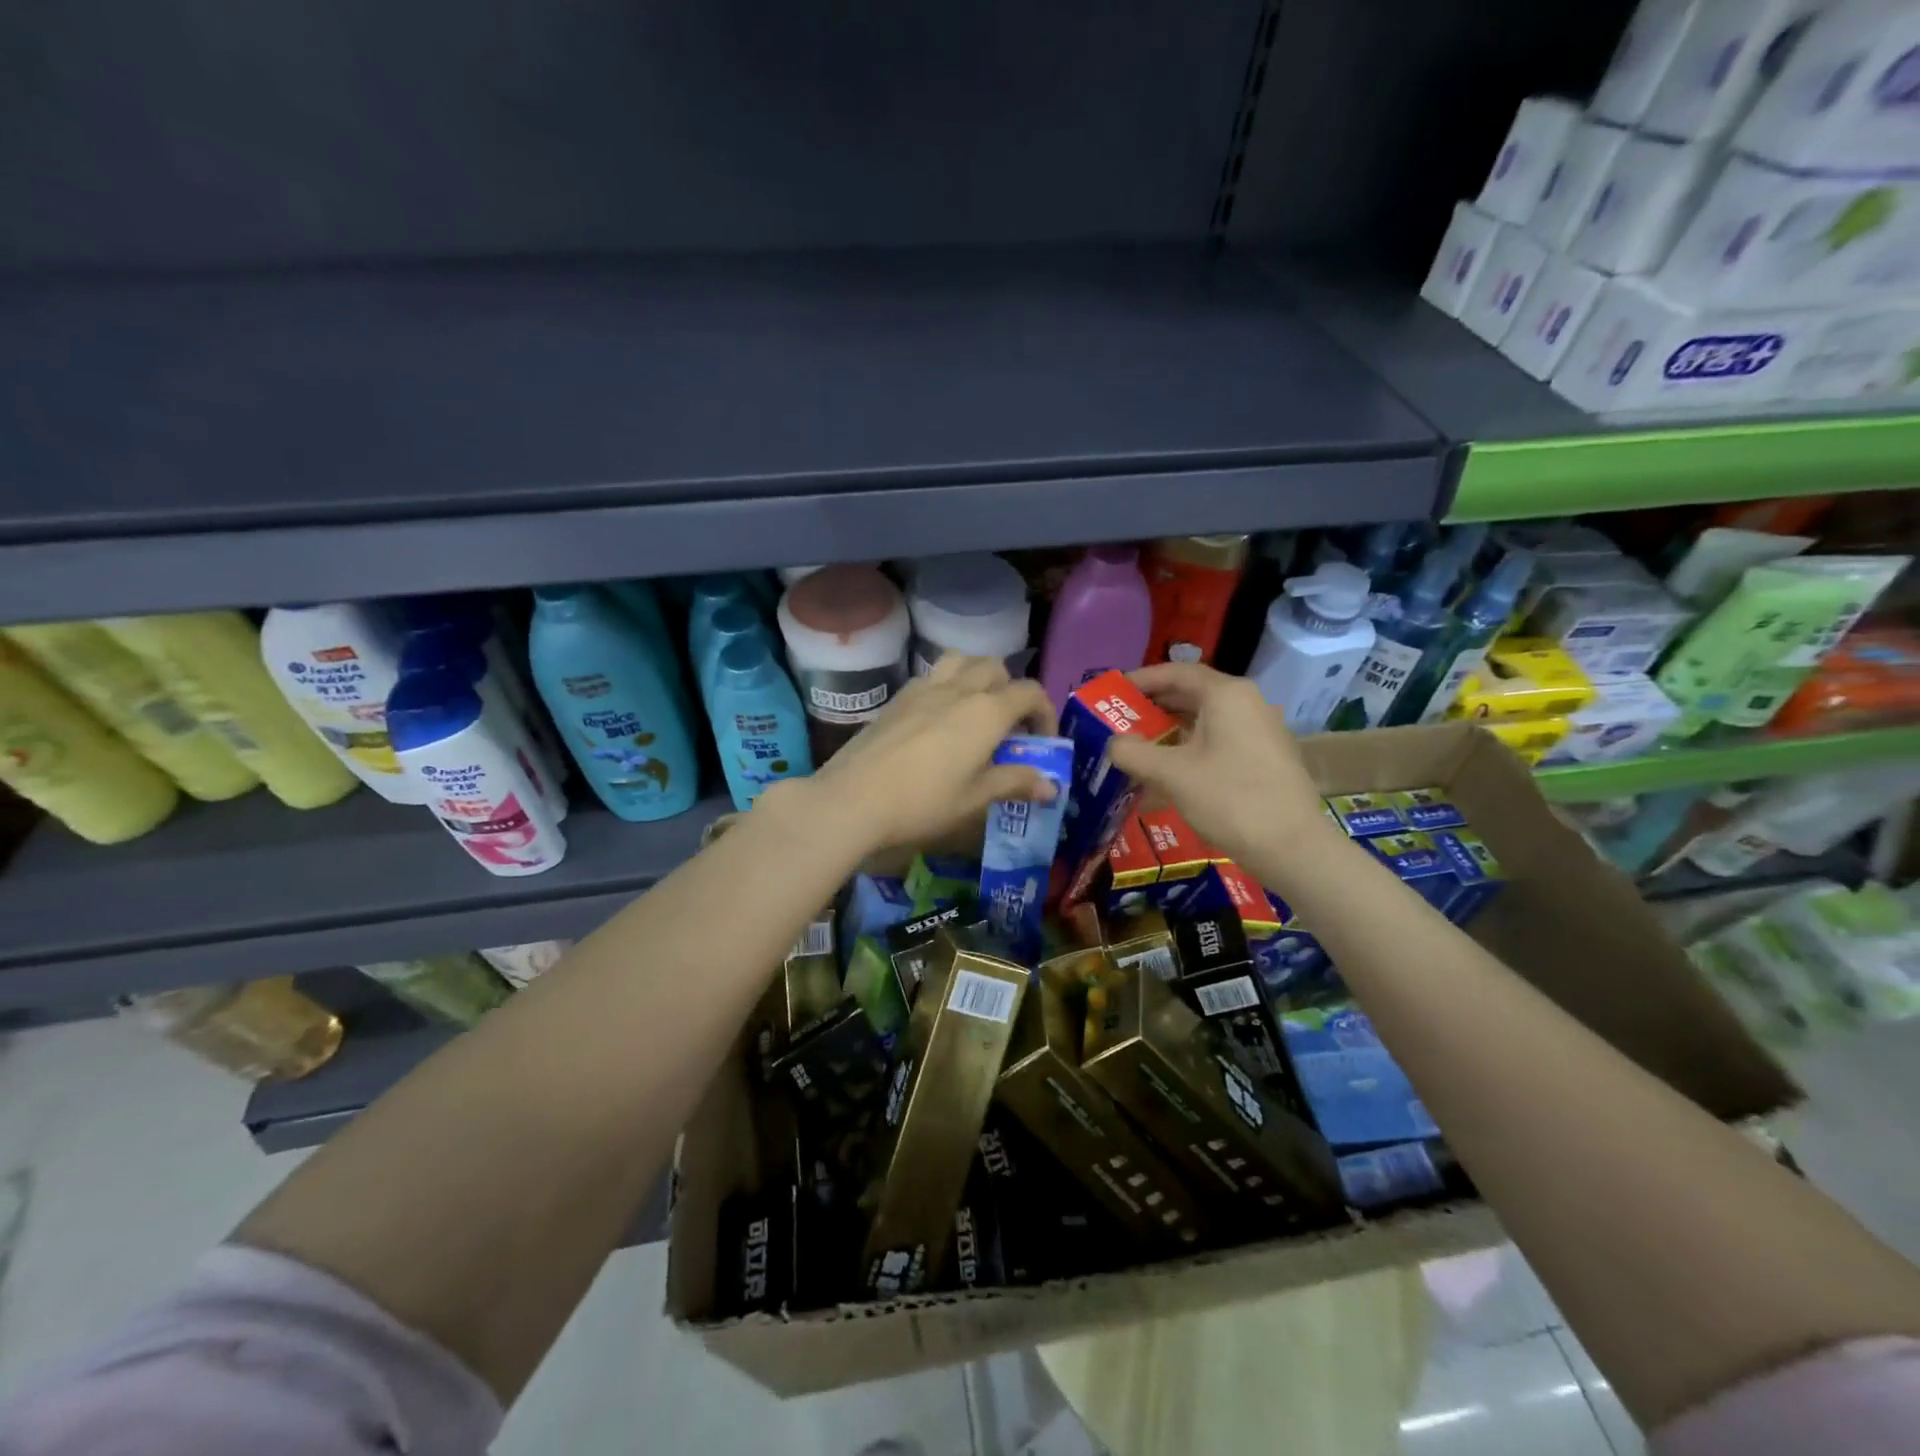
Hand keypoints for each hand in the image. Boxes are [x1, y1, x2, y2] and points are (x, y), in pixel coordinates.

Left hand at [796, 655, 1057, 856]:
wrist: (853, 799)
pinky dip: (947, 685)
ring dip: (978, 677)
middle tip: (1008, 728)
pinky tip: (938, 720)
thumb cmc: (923, 803)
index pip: (1030, 692)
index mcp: (986, 711)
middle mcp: (959, 689)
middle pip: (997, 668)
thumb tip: (1051, 786)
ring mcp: (924, 689)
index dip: (1045, 713)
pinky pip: (932, 676)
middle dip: (1012, 691)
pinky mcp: (897, 698)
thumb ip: (1014, 783)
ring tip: (975, 711)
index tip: (1042, 742)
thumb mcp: (975, 799)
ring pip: (962, 661)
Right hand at [1106, 663, 1333, 868]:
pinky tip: (1169, 770)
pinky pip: (1219, 740)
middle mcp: (1246, 703)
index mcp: (1226, 695)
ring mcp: (1260, 730)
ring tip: (1138, 746)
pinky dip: (1191, 747)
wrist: (1292, 846)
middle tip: (1118, 720)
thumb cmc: (1229, 799)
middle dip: (1153, 706)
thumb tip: (1113, 743)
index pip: (1176, 673)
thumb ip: (1133, 753)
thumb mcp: (1171, 774)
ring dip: (1170, 729)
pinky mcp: (1264, 757)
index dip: (1141, 680)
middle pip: (1192, 694)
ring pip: (1205, 719)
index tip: (1112, 692)